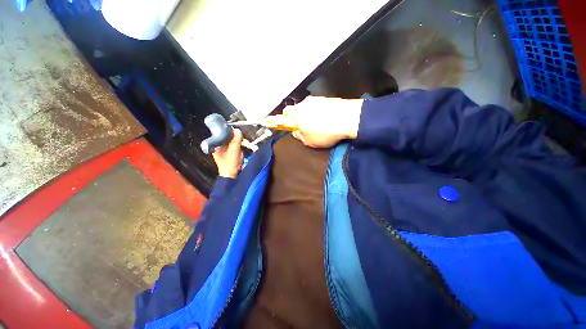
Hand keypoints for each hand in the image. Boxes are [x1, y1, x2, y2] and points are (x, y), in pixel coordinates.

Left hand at [212, 129, 243, 177]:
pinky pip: (233, 146)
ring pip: (231, 141)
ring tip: (242, 146)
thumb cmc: (230, 164)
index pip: (222, 133)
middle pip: (227, 137)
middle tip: (242, 141)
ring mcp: (223, 149)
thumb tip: (237, 130)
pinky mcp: (228, 152)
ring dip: (238, 142)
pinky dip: (238, 146)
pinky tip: (241, 150)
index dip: (230, 132)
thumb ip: (236, 140)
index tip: (238, 134)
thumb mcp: (234, 151)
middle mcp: (218, 146)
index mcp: (216, 145)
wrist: (231, 176)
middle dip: (236, 138)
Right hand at [283, 96, 363, 147]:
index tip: (293, 125)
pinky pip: (321, 106)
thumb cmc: (324, 132)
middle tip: (307, 127)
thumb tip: (296, 131)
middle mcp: (305, 102)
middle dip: (301, 117)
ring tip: (321, 125)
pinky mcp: (329, 98)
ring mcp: (318, 98)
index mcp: (297, 112)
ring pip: (310, 107)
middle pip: (299, 109)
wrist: (348, 119)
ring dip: (312, 114)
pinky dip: (322, 112)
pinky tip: (329, 120)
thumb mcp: (308, 141)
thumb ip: (299, 136)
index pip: (286, 112)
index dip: (287, 119)